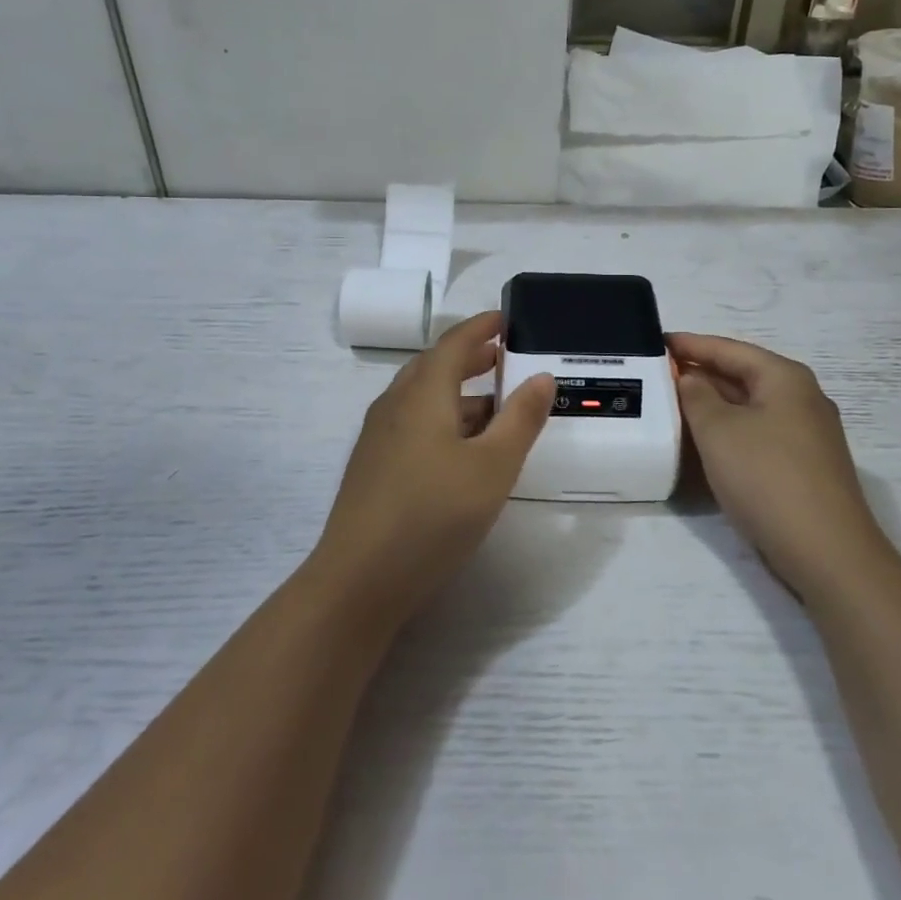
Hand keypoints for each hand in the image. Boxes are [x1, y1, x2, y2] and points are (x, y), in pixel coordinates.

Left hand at [312, 311, 555, 625]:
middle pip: (434, 367)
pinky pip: (413, 424)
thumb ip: (521, 419)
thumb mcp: (493, 467)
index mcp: (422, 394)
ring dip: (458, 392)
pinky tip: (460, 449)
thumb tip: (542, 377)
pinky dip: (443, 419)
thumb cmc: (433, 515)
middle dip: (470, 358)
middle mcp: (395, 405)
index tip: (506, 320)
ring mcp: (379, 438)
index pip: (454, 344)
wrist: (358, 580)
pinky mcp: (373, 467)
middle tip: (503, 358)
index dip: (481, 328)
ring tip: (493, 405)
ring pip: (422, 399)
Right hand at [668, 333, 883, 602]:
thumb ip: (697, 396)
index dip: (691, 344)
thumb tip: (692, 379)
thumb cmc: (767, 478)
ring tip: (674, 405)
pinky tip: (707, 442)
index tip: (656, 342)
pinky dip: (730, 430)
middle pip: (743, 374)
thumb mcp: (718, 430)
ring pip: (750, 406)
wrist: (827, 553)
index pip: (729, 349)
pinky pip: (758, 433)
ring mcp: (807, 434)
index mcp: (784, 378)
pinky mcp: (805, 465)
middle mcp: (802, 398)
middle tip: (659, 374)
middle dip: (701, 373)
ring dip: (714, 404)